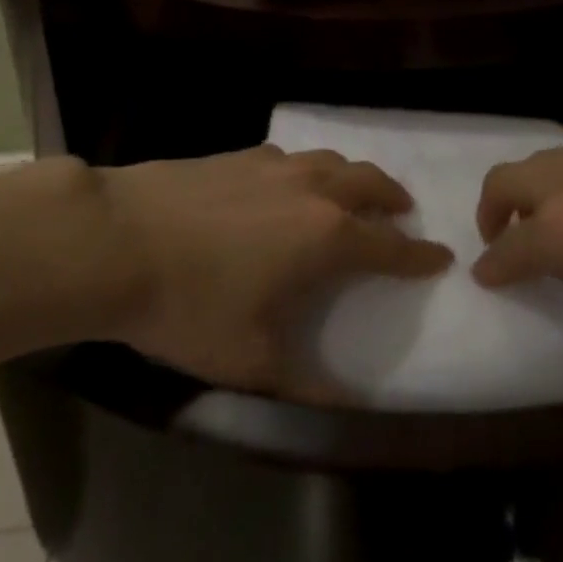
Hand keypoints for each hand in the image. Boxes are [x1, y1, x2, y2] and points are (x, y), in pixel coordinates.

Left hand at [94, 146, 451, 397]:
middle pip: (370, 183)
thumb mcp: (250, 362)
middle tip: (402, 212)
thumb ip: (306, 387)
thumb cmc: (191, 305)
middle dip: (393, 198)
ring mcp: (276, 165)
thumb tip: (348, 407)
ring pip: (333, 161)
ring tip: (353, 193)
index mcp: (326, 236)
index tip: (441, 256)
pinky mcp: (241, 154)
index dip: (419, 254)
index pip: (389, 246)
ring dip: (355, 177)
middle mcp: (313, 190)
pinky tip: (289, 185)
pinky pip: (292, 158)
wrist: (121, 238)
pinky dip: (309, 170)